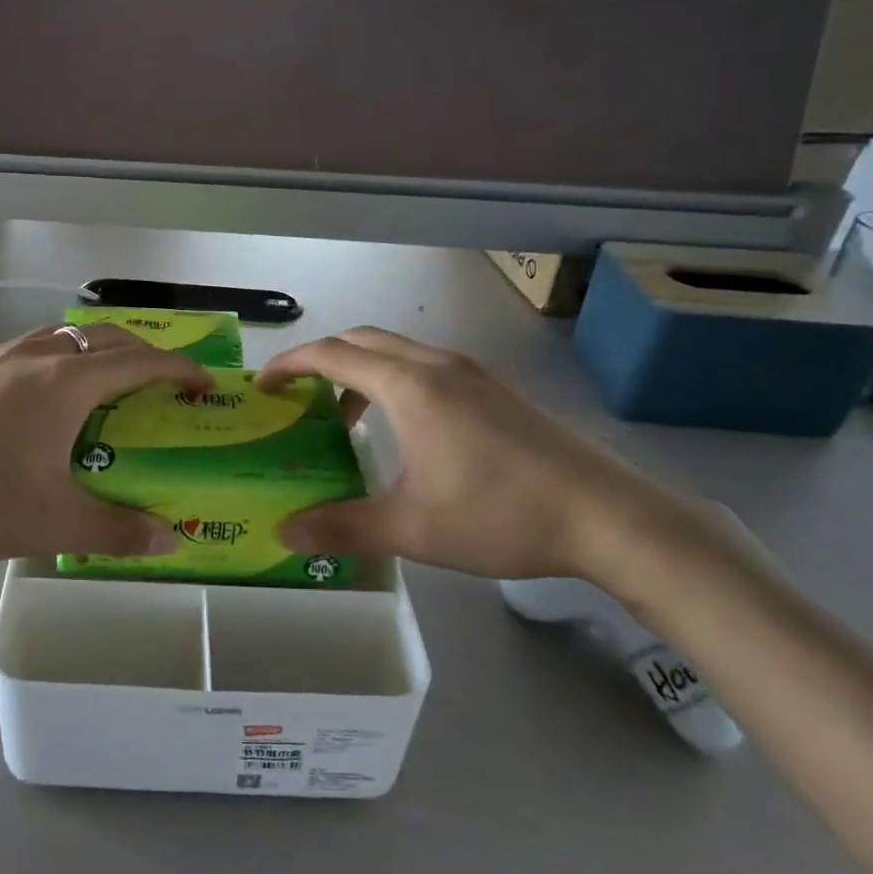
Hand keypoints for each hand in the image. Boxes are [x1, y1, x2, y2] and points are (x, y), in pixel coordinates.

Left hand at [0, 324, 211, 560]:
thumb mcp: (51, 521)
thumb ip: (117, 529)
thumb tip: (171, 537)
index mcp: (67, 383)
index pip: (141, 361)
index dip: (179, 368)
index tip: (202, 383)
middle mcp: (38, 356)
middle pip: (106, 336)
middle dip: (144, 351)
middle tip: (162, 381)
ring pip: (66, 333)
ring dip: (99, 347)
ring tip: (109, 381)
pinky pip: (34, 345)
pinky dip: (62, 355)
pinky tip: (47, 392)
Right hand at [256, 327, 701, 590]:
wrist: (609, 517)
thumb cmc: (501, 515)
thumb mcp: (411, 528)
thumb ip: (343, 527)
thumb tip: (286, 534)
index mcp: (410, 386)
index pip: (331, 353)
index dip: (289, 364)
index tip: (262, 386)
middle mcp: (438, 365)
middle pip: (363, 339)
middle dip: (321, 359)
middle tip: (297, 396)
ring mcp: (473, 374)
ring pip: (398, 352)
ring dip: (360, 372)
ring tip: (346, 419)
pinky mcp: (497, 390)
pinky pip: (427, 368)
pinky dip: (394, 382)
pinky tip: (405, 432)